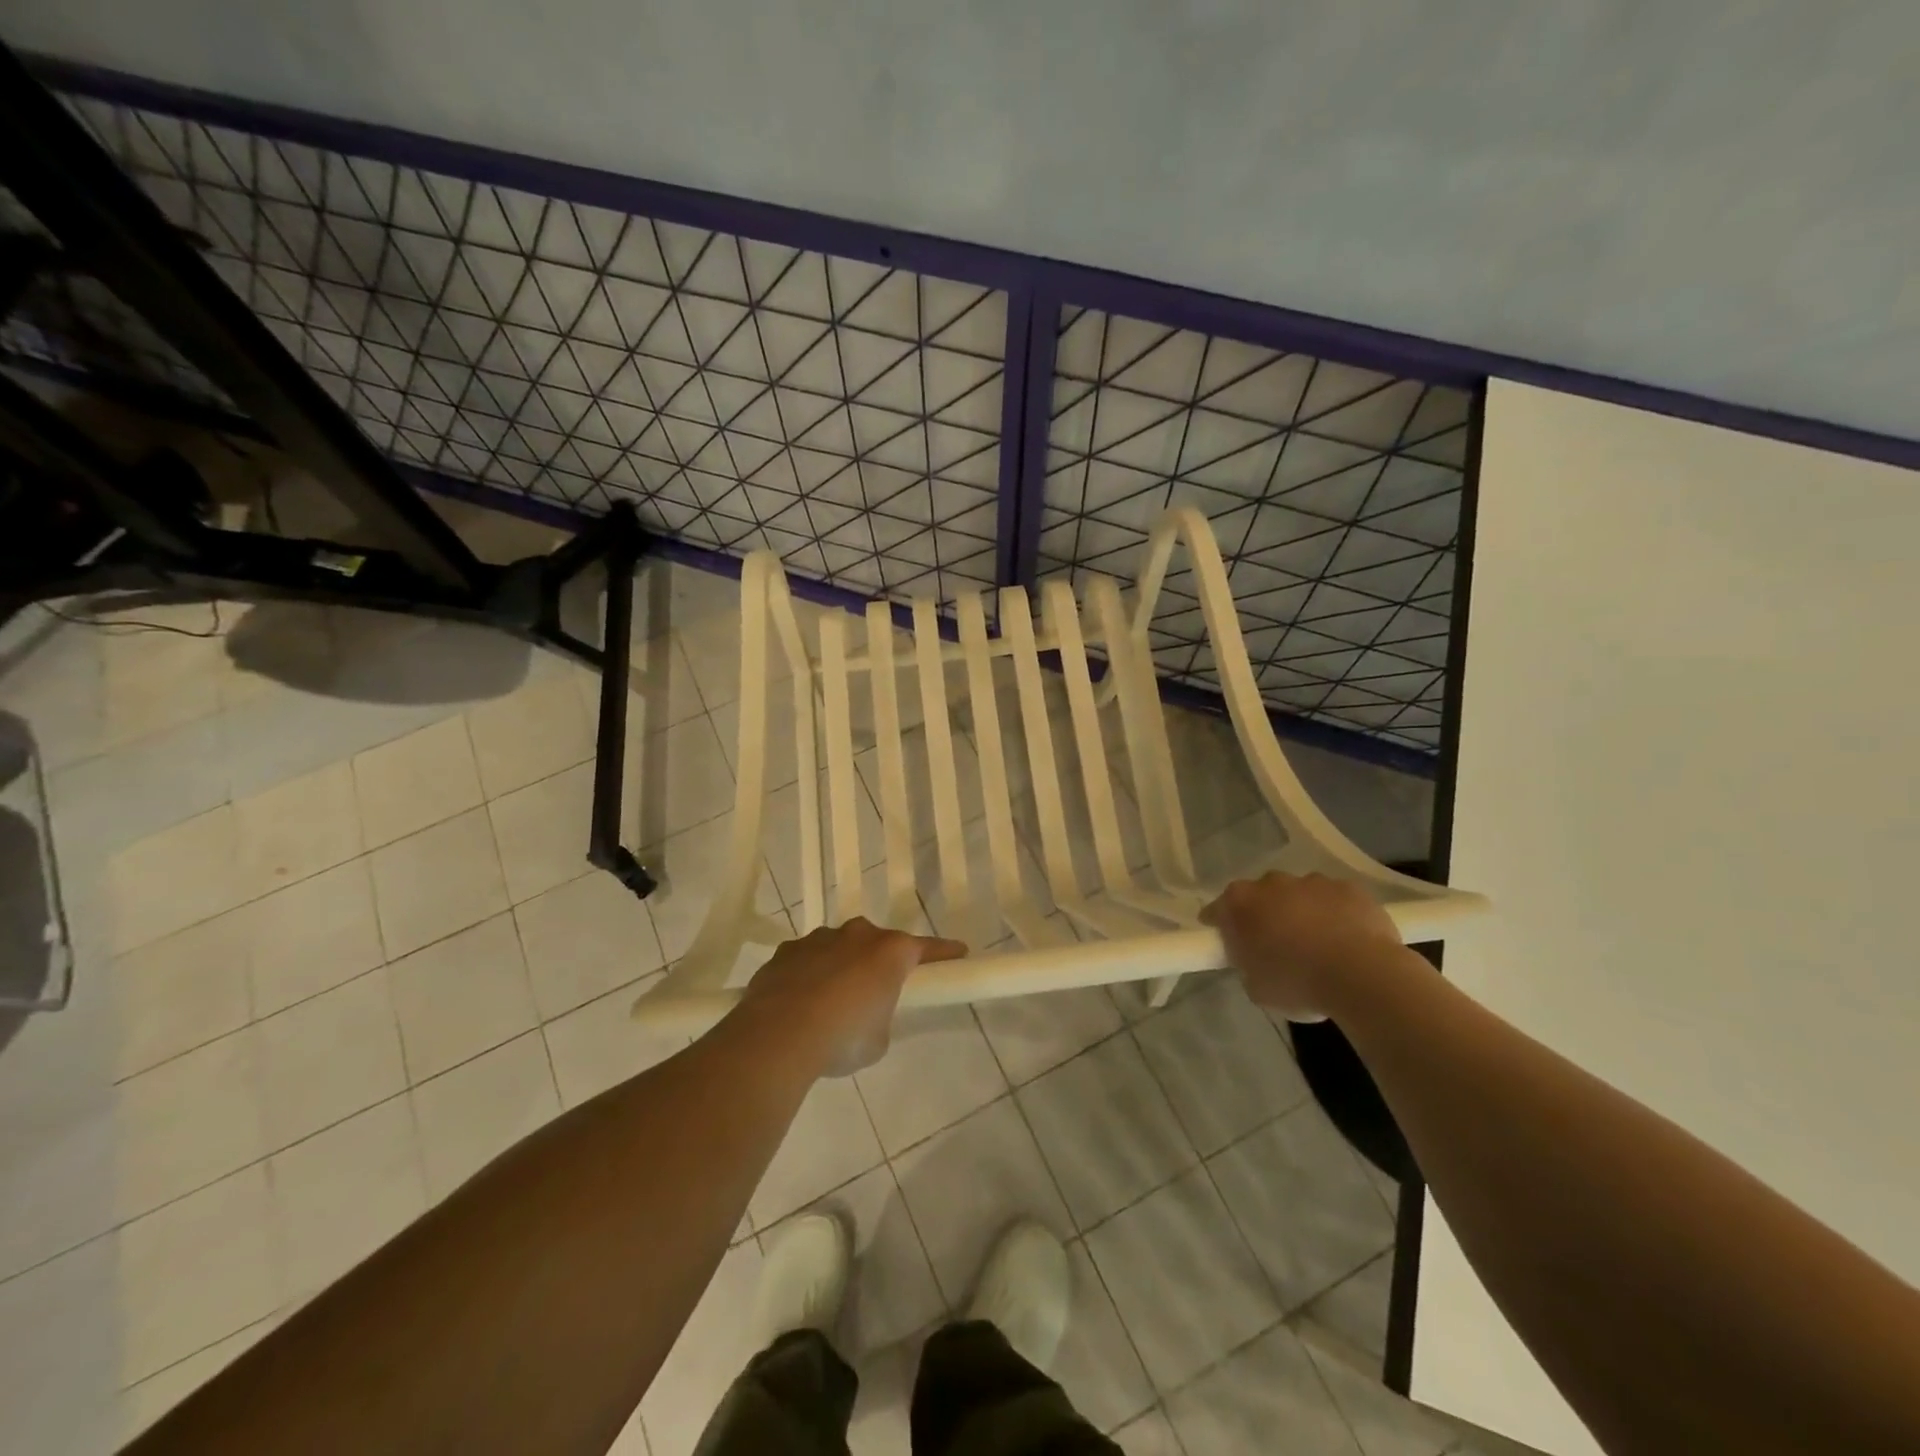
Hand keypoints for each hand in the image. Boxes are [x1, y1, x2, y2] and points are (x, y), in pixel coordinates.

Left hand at [738, 918, 967, 1076]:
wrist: (778, 1035)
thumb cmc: (843, 1037)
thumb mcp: (878, 1039)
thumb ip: (880, 1017)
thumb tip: (866, 1014)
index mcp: (890, 952)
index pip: (926, 949)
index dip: (944, 953)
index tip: (959, 954)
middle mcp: (857, 935)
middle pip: (877, 944)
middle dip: (879, 963)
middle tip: (878, 991)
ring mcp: (818, 939)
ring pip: (838, 948)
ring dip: (841, 967)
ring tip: (830, 1004)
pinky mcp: (785, 952)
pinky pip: (806, 961)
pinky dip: (808, 976)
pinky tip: (799, 1004)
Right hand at [1200, 872, 1407, 1021]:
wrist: (1360, 976)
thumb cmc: (1297, 984)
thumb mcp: (1256, 988)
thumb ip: (1248, 966)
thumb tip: (1256, 960)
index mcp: (1240, 904)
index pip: (1218, 909)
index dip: (1220, 923)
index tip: (1225, 938)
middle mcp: (1271, 883)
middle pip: (1261, 895)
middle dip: (1266, 913)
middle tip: (1276, 943)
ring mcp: (1312, 882)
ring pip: (1300, 894)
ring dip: (1303, 912)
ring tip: (1318, 944)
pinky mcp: (1348, 888)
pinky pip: (1335, 899)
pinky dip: (1336, 914)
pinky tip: (1348, 939)